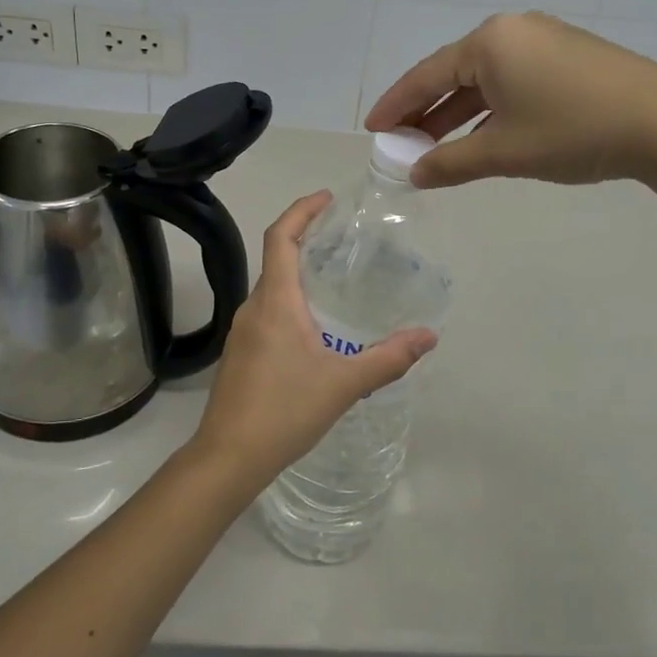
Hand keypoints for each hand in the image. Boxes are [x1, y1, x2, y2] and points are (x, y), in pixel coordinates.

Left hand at [190, 192, 437, 493]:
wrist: (228, 457)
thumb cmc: (283, 412)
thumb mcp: (344, 384)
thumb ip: (388, 358)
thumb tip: (429, 336)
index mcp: (275, 302)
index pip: (280, 237)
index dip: (301, 210)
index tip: (327, 198)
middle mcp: (253, 308)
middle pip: (276, 258)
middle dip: (306, 239)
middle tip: (344, 238)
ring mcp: (242, 332)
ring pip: (272, 289)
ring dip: (299, 273)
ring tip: (336, 278)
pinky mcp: (241, 354)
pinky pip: (268, 312)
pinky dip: (292, 302)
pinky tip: (316, 327)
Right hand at [364, 11, 656, 189]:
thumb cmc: (572, 131)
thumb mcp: (503, 151)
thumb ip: (451, 163)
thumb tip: (415, 174)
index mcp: (489, 41)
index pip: (427, 75)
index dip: (397, 105)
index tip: (373, 129)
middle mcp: (514, 30)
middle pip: (455, 73)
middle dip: (427, 112)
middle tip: (402, 143)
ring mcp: (546, 40)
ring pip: (487, 79)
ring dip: (460, 113)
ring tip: (437, 147)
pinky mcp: (572, 56)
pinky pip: (515, 80)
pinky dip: (492, 108)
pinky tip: (485, 134)